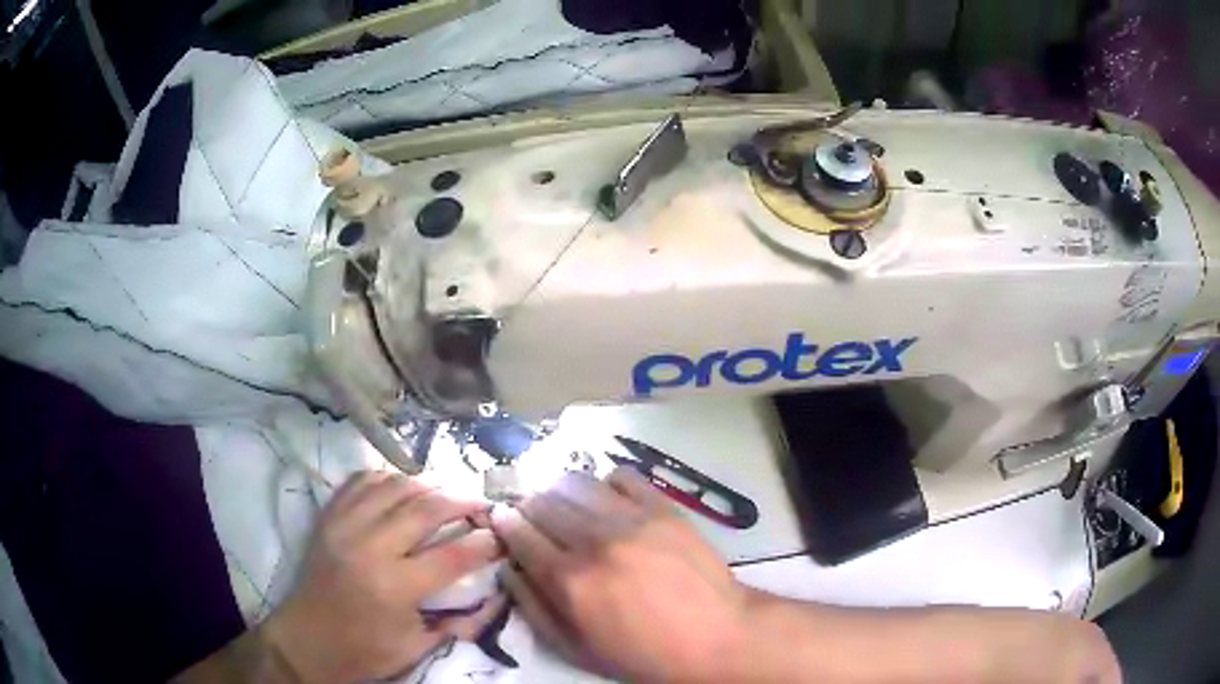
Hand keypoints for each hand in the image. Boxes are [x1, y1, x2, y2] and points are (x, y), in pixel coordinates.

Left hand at [263, 471, 503, 682]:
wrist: (305, 641)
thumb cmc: (363, 651)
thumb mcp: (416, 648)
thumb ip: (458, 622)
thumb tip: (495, 597)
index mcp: (393, 587)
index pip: (451, 555)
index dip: (483, 543)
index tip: (501, 536)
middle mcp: (369, 547)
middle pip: (424, 508)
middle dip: (461, 500)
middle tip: (481, 503)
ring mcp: (344, 526)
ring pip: (393, 486)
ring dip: (427, 483)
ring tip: (448, 490)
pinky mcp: (328, 518)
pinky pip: (361, 481)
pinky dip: (387, 477)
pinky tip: (403, 485)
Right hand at [491, 467, 755, 682]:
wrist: (716, 637)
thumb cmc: (643, 653)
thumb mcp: (577, 649)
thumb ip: (534, 610)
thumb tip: (509, 571)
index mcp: (570, 580)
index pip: (521, 535)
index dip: (506, 523)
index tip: (502, 517)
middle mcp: (595, 542)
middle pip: (545, 504)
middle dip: (531, 507)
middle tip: (535, 517)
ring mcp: (632, 521)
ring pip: (577, 484)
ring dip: (562, 492)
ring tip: (568, 506)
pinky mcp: (664, 509)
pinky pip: (622, 477)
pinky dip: (606, 484)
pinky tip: (609, 500)